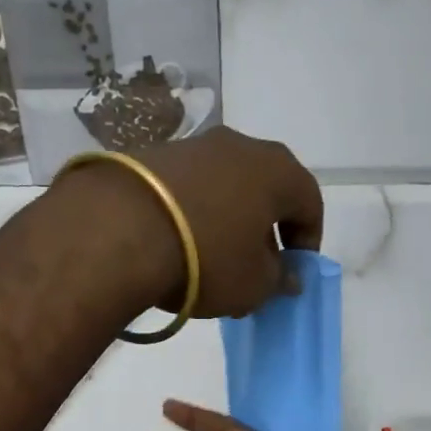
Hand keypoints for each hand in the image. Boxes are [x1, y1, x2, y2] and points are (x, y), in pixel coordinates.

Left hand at [132, 128, 322, 319]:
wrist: (120, 229)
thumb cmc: (207, 257)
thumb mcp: (253, 284)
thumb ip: (279, 279)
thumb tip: (286, 275)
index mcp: (278, 171)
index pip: (310, 203)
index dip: (306, 242)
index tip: (292, 272)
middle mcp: (241, 146)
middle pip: (266, 189)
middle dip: (265, 228)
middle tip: (254, 265)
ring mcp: (194, 145)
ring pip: (225, 184)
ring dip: (226, 218)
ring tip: (210, 257)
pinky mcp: (153, 154)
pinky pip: (188, 186)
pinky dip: (191, 211)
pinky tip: (176, 242)